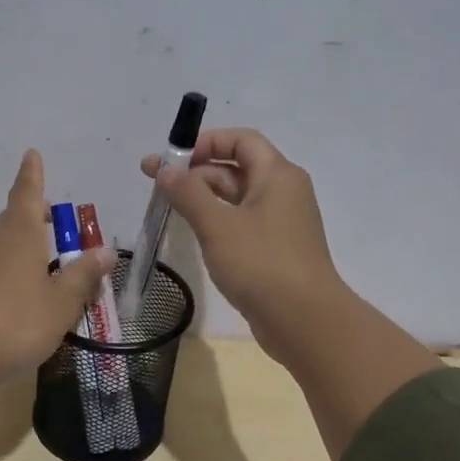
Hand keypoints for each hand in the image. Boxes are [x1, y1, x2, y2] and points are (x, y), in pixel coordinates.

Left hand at [0, 149, 114, 388]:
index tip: (31, 154)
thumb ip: (83, 276)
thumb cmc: (17, 321)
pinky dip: (9, 268)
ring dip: (21, 243)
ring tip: (42, 256)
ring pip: (1, 243)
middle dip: (32, 213)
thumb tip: (105, 250)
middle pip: (13, 218)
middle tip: (52, 217)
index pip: (28, 193)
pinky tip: (19, 290)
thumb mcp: (61, 302)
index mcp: (20, 234)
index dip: (33, 174)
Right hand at [141, 128, 339, 360]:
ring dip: (203, 197)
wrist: (304, 321)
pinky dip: (216, 221)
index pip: (241, 139)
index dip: (204, 142)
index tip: (170, 159)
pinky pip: (242, 223)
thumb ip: (188, 193)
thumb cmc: (261, 264)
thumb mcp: (218, 225)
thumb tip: (165, 169)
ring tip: (167, 207)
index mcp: (277, 175)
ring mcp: (280, 223)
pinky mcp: (274, 250)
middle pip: (236, 167)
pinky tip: (193, 233)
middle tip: (155, 184)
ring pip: (237, 198)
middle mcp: (283, 192)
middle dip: (195, 171)